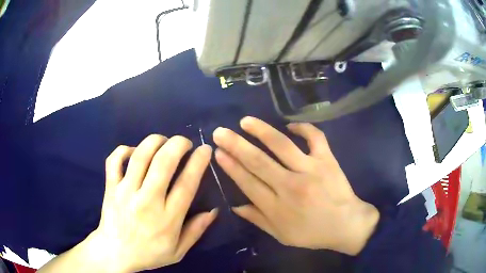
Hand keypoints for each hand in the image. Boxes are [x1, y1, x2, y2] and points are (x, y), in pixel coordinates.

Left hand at [89, 135, 216, 271]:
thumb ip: (196, 231)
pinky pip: (115, 160)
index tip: (205, 150)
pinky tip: (134, 151)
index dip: (198, 162)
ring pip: (140, 156)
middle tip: (186, 142)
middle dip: (178, 144)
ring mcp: (125, 192)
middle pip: (163, 162)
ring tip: (164, 141)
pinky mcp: (110, 187)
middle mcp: (146, 201)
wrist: (115, 253)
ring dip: (155, 141)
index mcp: (167, 219)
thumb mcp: (178, 251)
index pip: (186, 184)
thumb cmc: (148, 254)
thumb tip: (214, 210)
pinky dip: (125, 149)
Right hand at [213, 117, 378, 254]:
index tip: (218, 152)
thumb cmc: (312, 233)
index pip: (248, 182)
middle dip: (236, 145)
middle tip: (220, 132)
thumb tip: (234, 206)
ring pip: (281, 145)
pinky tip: (291, 125)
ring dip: (261, 131)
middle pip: (258, 161)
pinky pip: (315, 137)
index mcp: (277, 207)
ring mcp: (311, 170)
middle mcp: (291, 186)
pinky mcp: (327, 160)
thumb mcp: (281, 235)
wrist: (346, 225)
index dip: (231, 166)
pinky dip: (304, 128)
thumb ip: (257, 219)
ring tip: (245, 121)